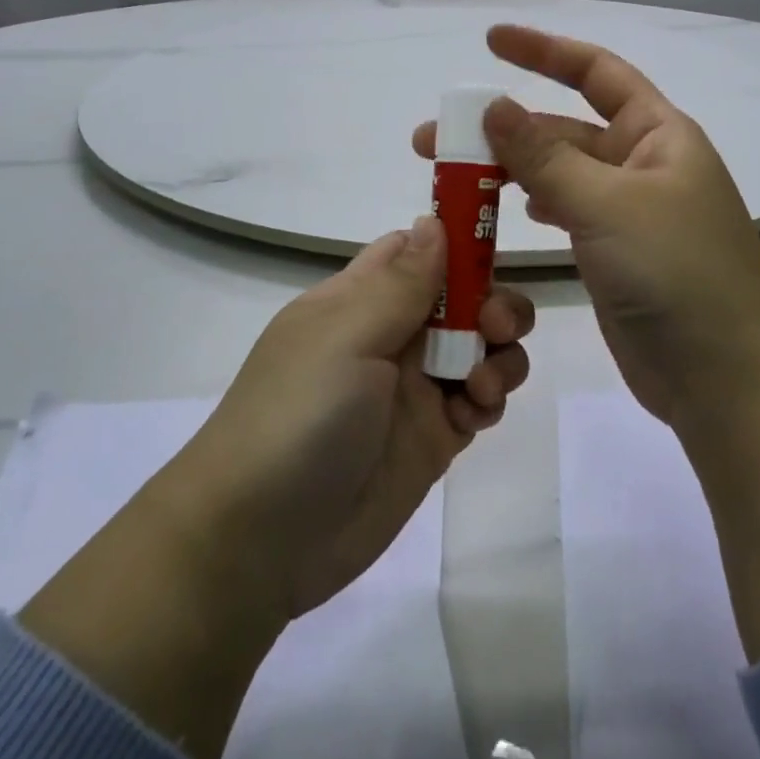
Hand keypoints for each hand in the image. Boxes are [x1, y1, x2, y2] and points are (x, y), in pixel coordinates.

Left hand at [20, 218, 532, 758]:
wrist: (260, 540)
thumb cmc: (299, 414)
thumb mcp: (347, 335)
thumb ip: (401, 281)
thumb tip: (434, 218)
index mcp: (360, 298)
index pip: (416, 250)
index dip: (458, 243)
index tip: (495, 247)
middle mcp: (390, 335)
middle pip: (461, 297)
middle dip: (492, 302)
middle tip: (496, 327)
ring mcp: (413, 388)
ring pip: (479, 346)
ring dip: (499, 352)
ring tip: (482, 384)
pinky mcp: (433, 438)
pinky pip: (479, 400)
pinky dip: (490, 398)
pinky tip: (477, 412)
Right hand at [414, 25, 759, 430]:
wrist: (729, 380)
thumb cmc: (677, 273)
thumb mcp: (607, 204)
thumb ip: (545, 157)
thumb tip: (493, 105)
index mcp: (657, 135)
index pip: (597, 73)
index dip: (544, 51)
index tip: (490, 42)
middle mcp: (642, 166)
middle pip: (563, 130)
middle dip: (502, 130)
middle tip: (432, 142)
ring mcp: (628, 214)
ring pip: (558, 175)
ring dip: (508, 171)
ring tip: (450, 180)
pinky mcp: (614, 257)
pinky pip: (564, 215)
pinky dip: (532, 206)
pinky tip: (505, 212)